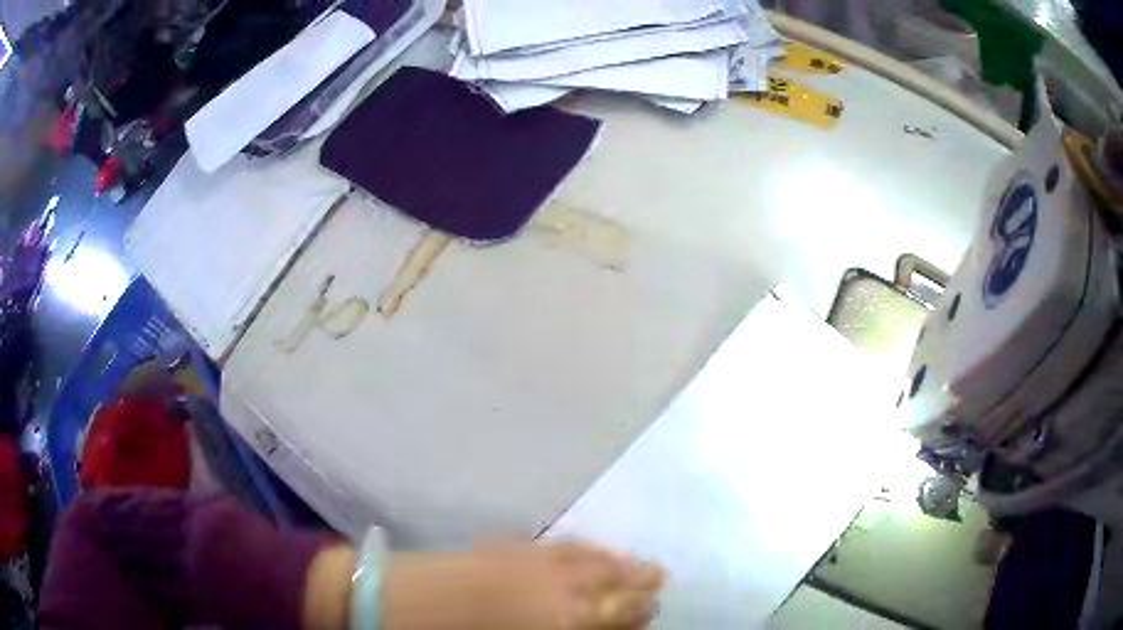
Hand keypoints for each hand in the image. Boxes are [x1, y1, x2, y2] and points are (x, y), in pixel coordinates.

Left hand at [382, 541, 665, 629]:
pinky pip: (568, 546)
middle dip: (642, 589)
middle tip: (660, 588)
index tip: (652, 616)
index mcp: (566, 621)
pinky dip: (592, 550)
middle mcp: (564, 588)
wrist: (399, 601)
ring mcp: (540, 563)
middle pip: (617, 586)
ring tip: (648, 569)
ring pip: (598, 561)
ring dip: (625, 565)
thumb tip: (596, 628)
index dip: (639, 617)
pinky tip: (600, 551)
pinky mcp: (515, 547)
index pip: (621, 617)